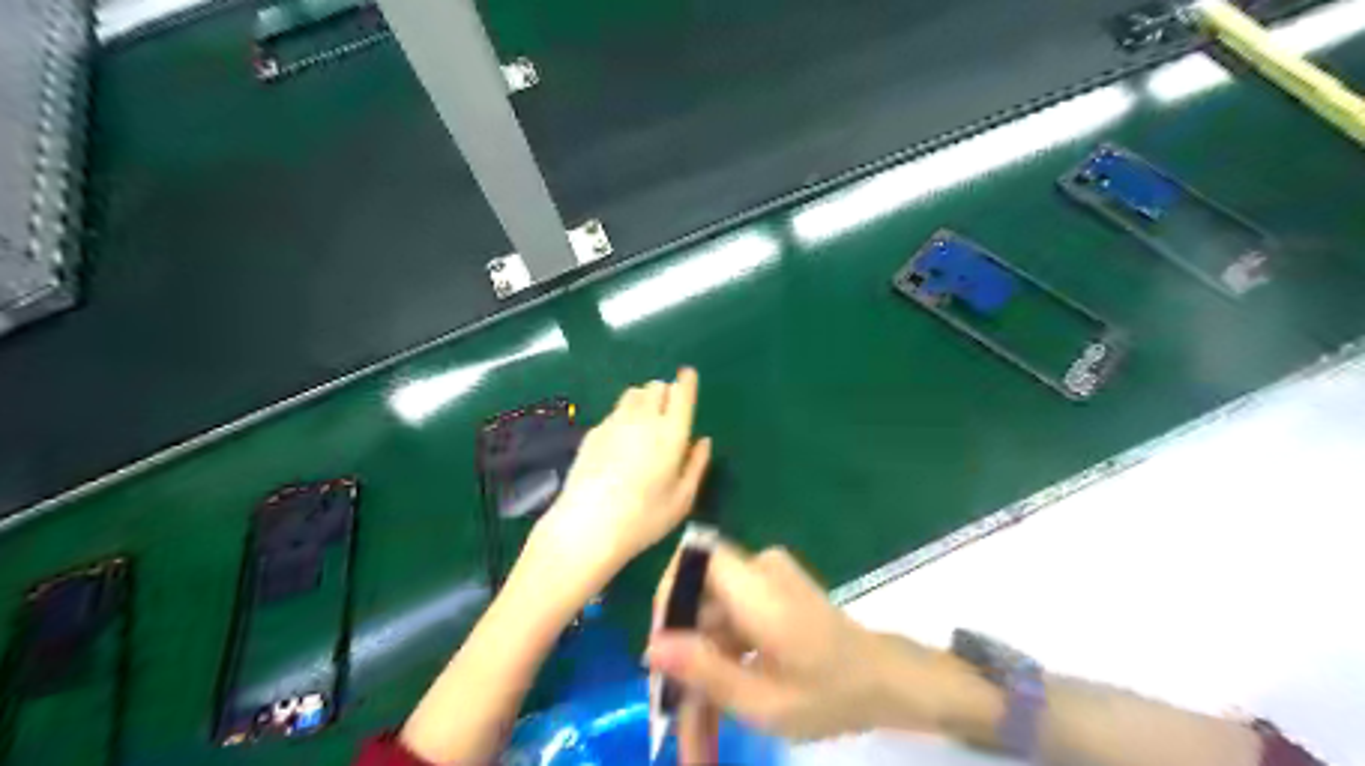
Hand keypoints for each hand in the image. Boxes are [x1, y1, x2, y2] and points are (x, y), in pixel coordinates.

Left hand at [524, 370, 707, 591]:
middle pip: (656, 387)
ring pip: (633, 393)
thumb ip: (696, 465)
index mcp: (671, 433)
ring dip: (644, 399)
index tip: (688, 376)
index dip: (687, 382)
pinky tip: (622, 440)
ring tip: (645, 421)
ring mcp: (614, 423)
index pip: (682, 394)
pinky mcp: (593, 432)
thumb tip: (704, 441)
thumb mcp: (682, 500)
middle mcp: (643, 419)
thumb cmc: (643, 518)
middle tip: (668, 412)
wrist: (587, 526)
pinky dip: (624, 415)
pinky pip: (615, 411)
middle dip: (666, 392)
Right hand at [645, 540, 974, 744]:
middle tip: (672, 719)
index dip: (667, 597)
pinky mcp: (769, 595)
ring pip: (712, 621)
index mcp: (760, 589)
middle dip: (683, 660)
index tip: (659, 652)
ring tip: (693, 736)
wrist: (886, 681)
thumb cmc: (832, 694)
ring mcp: (766, 580)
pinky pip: (730, 622)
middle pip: (700, 603)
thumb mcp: (764, 701)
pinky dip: (721, 662)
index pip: (694, 560)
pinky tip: (716, 708)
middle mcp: (760, 571)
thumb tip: (649, 648)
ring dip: (701, 672)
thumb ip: (704, 672)